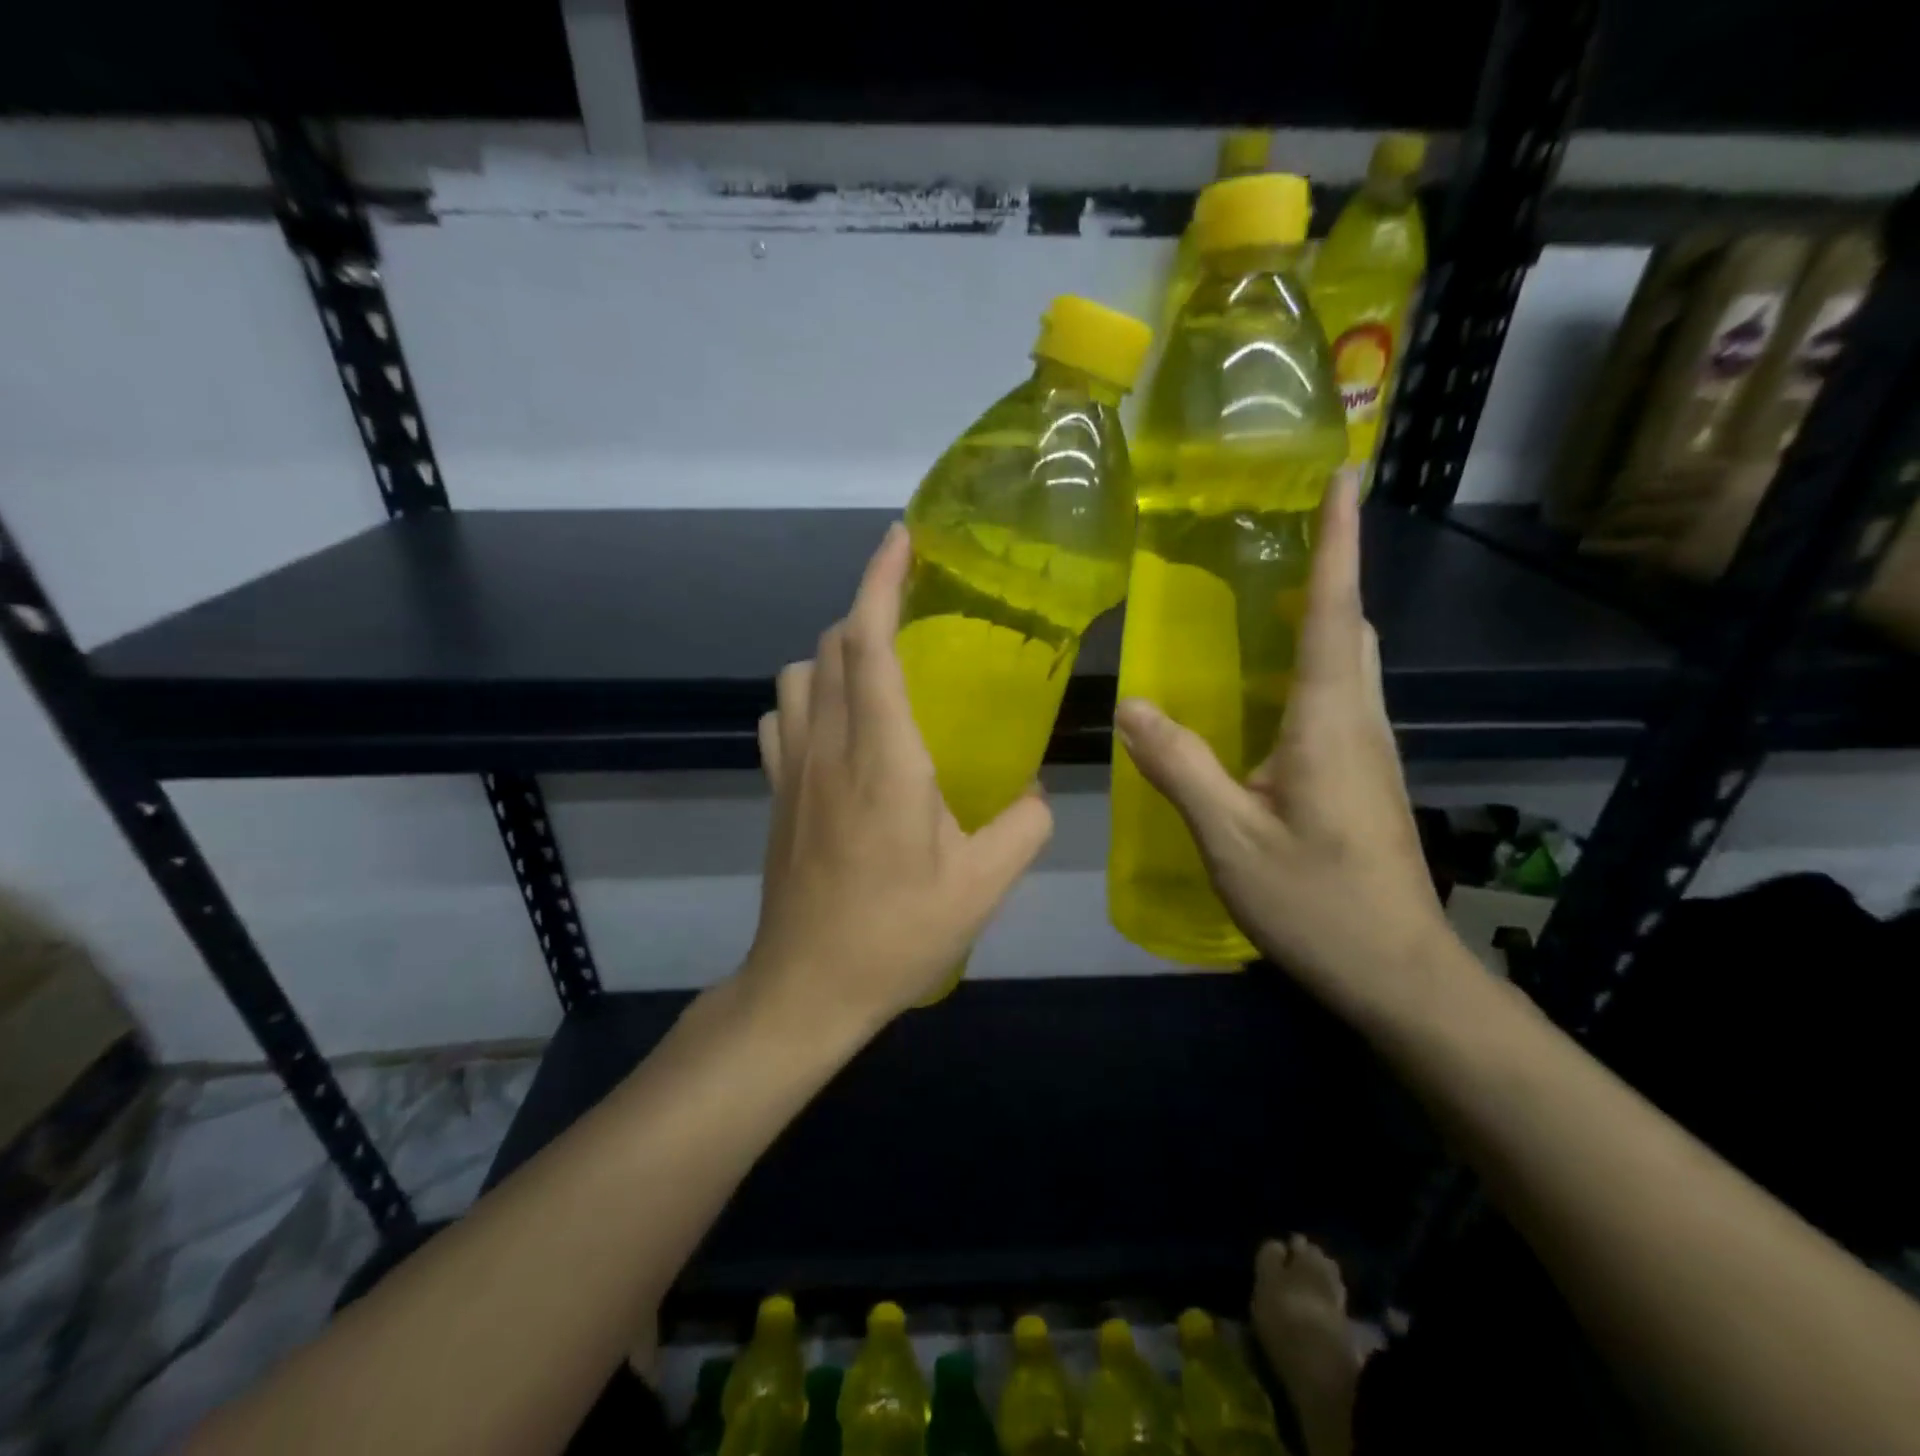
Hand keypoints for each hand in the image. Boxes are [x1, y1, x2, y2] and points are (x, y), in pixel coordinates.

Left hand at [745, 524, 1054, 1033]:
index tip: (902, 539)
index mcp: (884, 756)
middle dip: (867, 608)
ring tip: (877, 670)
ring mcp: (791, 768)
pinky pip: (781, 717)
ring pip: (799, 675)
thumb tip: (1036, 788)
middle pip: (832, 645)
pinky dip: (808, 696)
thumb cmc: (898, 932)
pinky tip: (837, 726)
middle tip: (911, 610)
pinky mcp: (775, 793)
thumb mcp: (985, 883)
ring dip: (835, 653)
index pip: (872, 642)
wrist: (808, 986)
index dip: (883, 580)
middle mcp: (829, 746)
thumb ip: (1027, 823)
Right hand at [1113, 478, 1457, 1022]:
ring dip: (1322, 617)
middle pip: (1353, 627)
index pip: (1336, 613)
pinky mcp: (1364, 777)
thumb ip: (1180, 767)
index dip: (1338, 542)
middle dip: (1329, 571)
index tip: (1343, 474)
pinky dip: (1312, 665)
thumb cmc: (1317, 903)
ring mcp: (1369, 751)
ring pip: (1352, 662)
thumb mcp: (1231, 838)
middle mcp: (1360, 722)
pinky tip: (1267, 692)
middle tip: (1282, 536)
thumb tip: (1131, 706)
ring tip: (1267, 598)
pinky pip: (1340, 697)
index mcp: (1330, 723)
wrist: (1399, 974)